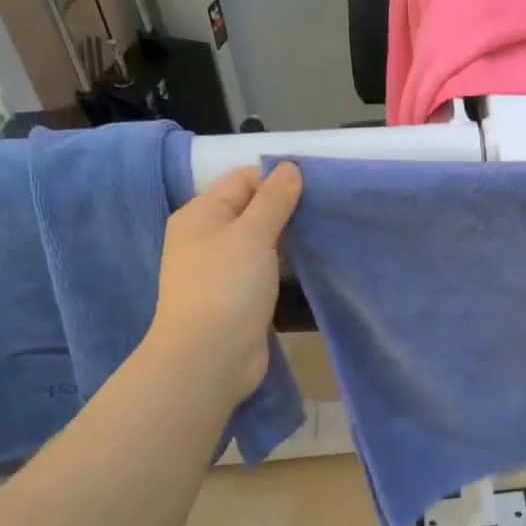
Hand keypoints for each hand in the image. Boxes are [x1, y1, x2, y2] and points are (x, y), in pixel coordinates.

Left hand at [139, 163, 302, 407]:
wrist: (209, 358)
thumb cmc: (226, 287)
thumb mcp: (252, 235)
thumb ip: (274, 200)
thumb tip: (290, 167)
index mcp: (201, 214)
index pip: (243, 180)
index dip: (277, 181)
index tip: (316, 190)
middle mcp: (206, 238)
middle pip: (251, 210)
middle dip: (286, 210)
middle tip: (325, 214)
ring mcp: (221, 270)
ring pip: (260, 242)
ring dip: (288, 240)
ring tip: (322, 237)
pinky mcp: (237, 298)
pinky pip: (263, 270)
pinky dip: (283, 266)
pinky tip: (308, 266)